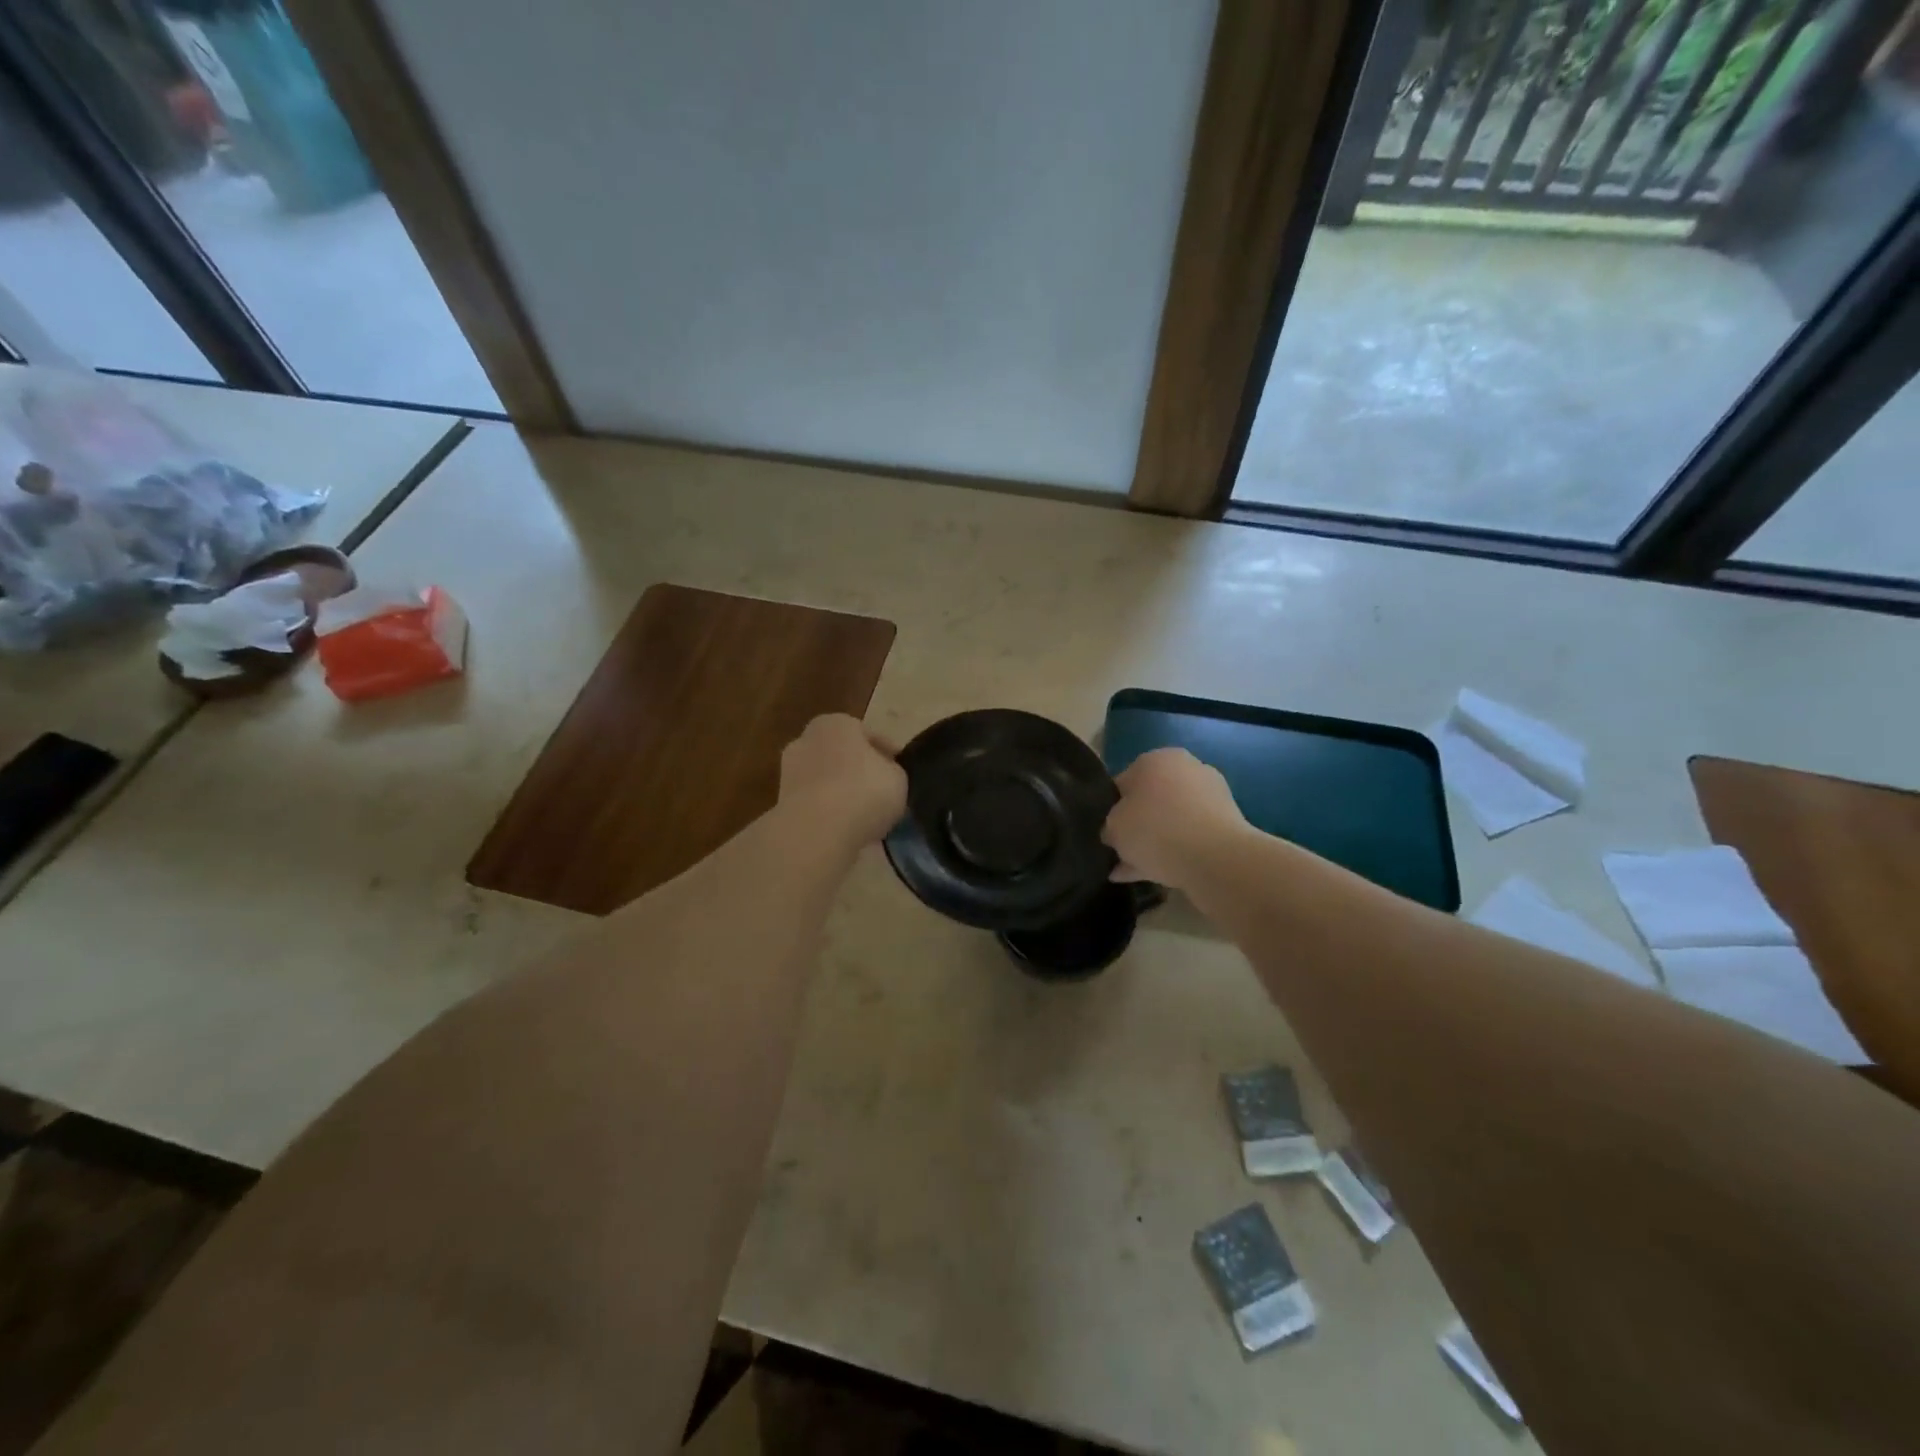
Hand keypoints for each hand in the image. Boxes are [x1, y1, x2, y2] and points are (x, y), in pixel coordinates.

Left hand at [779, 714, 906, 853]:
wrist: (816, 832)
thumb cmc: (863, 792)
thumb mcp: (897, 778)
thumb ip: (891, 770)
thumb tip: (884, 774)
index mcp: (837, 723)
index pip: (866, 734)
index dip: (886, 753)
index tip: (898, 771)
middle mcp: (807, 739)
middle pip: (841, 754)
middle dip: (858, 770)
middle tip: (880, 791)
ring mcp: (789, 771)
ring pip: (825, 780)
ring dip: (842, 793)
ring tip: (865, 816)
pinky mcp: (781, 803)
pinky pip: (815, 804)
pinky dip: (828, 813)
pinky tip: (846, 828)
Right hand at [1102, 748, 1248, 891]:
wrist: (1216, 859)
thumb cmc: (1155, 831)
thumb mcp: (1113, 828)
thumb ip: (1109, 827)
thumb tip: (1114, 833)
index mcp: (1154, 759)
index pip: (1122, 782)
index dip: (1111, 809)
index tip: (1108, 833)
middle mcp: (1185, 768)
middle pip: (1150, 801)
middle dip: (1136, 826)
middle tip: (1122, 852)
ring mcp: (1210, 795)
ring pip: (1170, 820)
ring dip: (1154, 842)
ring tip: (1134, 871)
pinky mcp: (1227, 822)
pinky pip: (1190, 836)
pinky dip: (1174, 852)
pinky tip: (1155, 875)